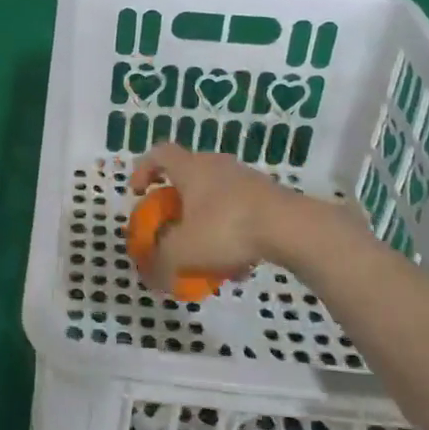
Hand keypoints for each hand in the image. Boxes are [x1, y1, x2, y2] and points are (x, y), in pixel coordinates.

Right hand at [130, 144, 289, 287]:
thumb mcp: (183, 251)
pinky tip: (238, 265)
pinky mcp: (269, 196)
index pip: (159, 154)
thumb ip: (161, 262)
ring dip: (206, 221)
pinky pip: (241, 212)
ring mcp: (246, 179)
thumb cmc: (226, 228)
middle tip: (172, 224)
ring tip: (206, 254)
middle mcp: (216, 165)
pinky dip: (232, 233)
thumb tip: (150, 275)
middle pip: (189, 175)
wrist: (291, 227)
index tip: (138, 192)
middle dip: (177, 201)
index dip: (143, 169)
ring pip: (217, 197)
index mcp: (191, 169)